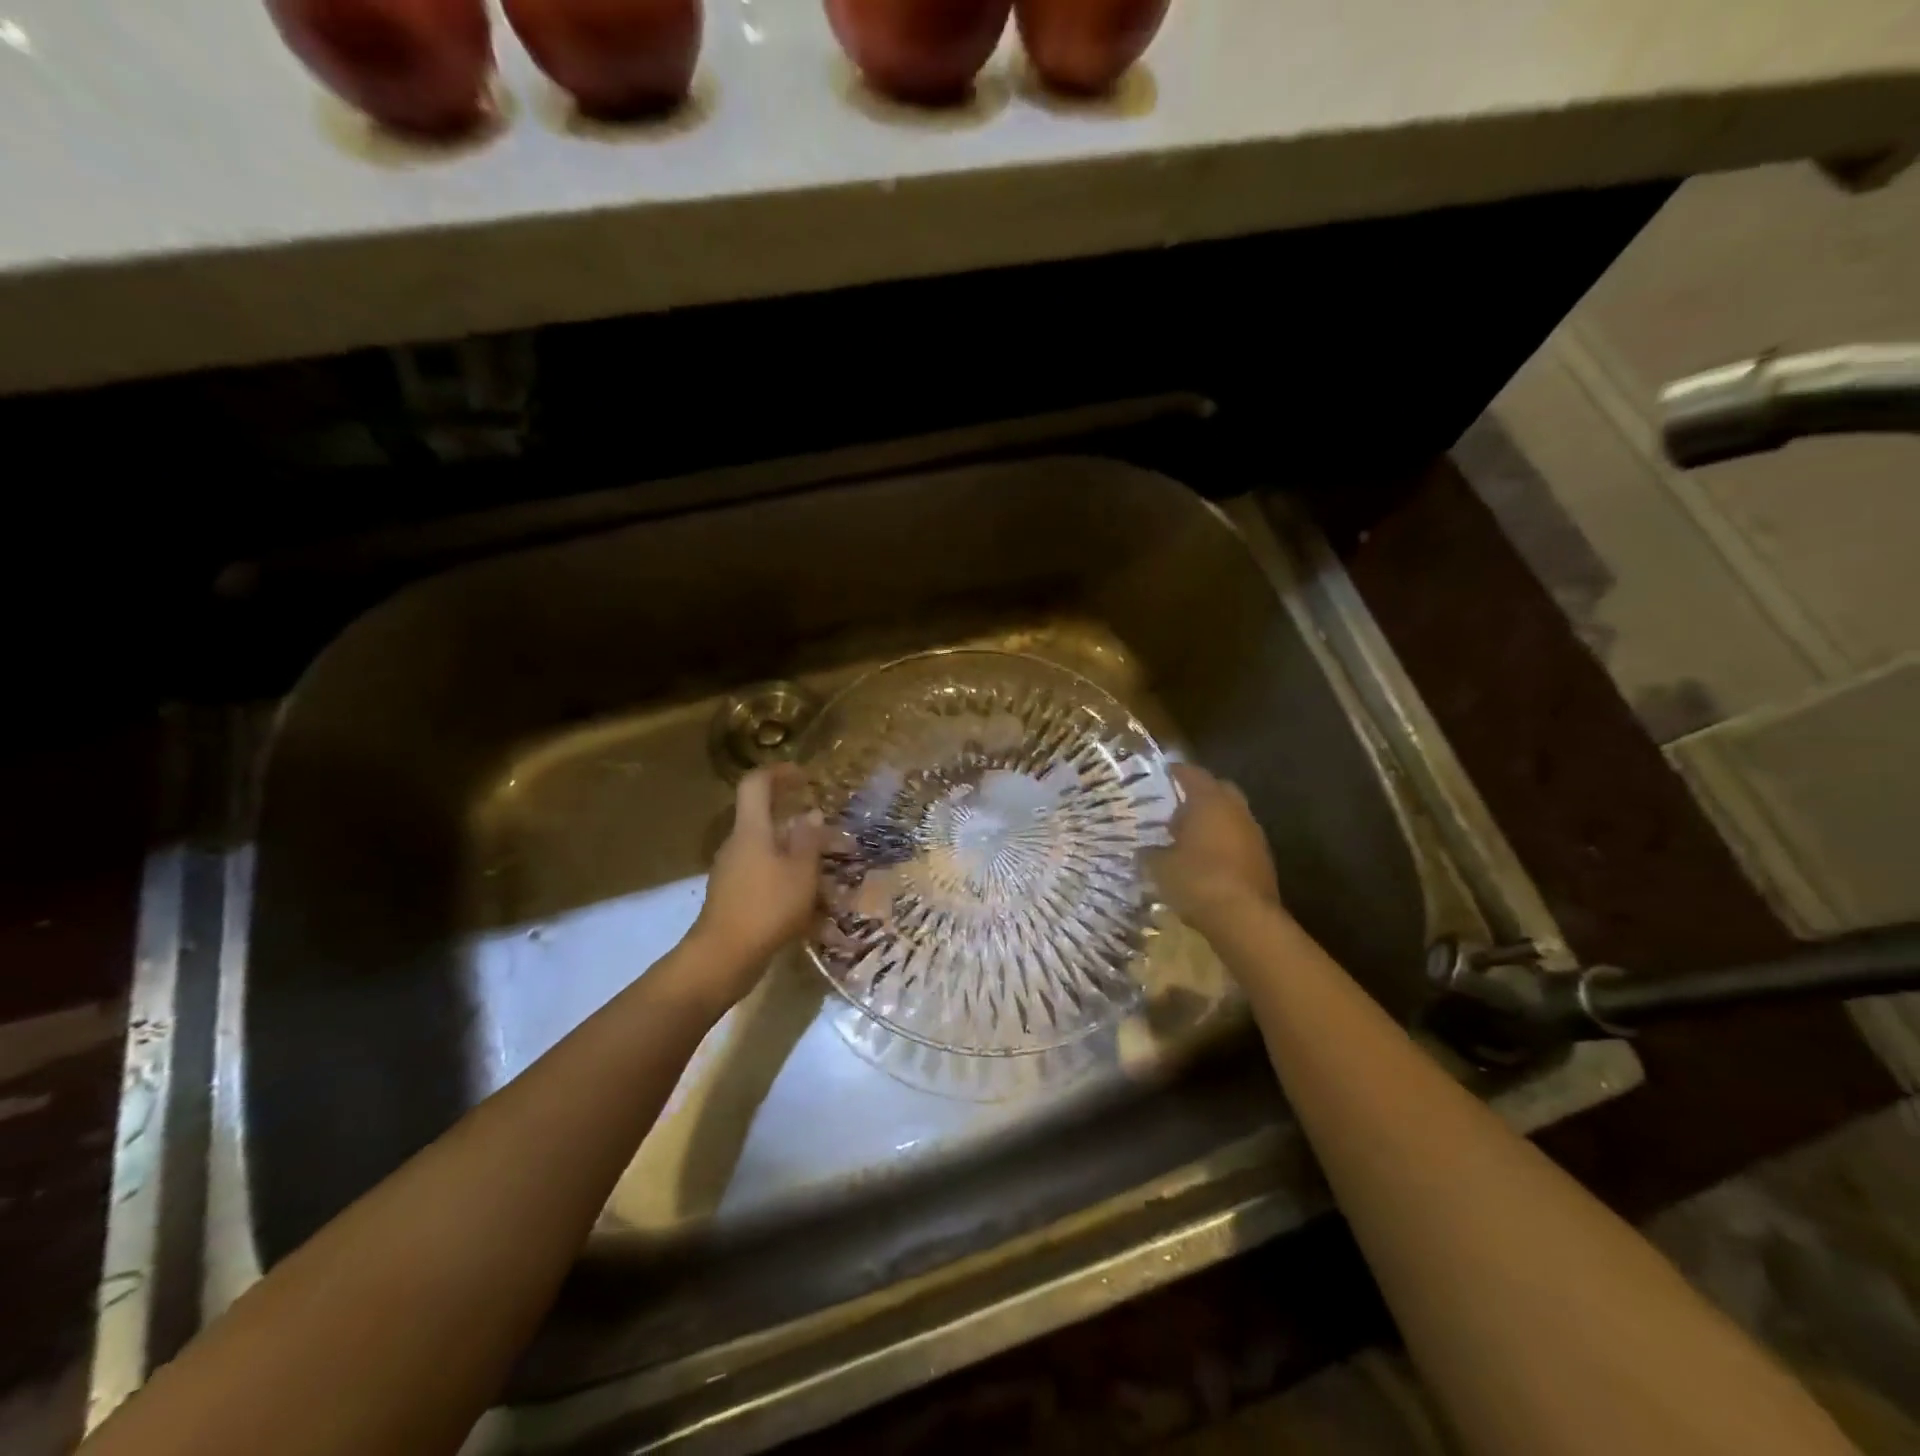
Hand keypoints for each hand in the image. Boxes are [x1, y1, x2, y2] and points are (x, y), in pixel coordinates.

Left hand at [688, 765, 825, 996]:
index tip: (805, 777)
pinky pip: (769, 882)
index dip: (779, 773)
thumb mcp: (801, 871)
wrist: (723, 958)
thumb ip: (809, 840)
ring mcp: (734, 873)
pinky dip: (793, 889)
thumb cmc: (767, 907)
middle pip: (769, 822)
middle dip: (804, 830)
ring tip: (835, 885)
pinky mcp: (736, 899)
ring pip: (773, 856)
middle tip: (836, 841)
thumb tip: (812, 814)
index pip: (756, 784)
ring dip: (803, 864)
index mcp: (752, 830)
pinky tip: (818, 917)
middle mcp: (739, 845)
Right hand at [1148, 763, 1281, 928]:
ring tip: (1186, 837)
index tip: (1157, 777)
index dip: (1173, 773)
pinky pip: (1238, 840)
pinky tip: (1205, 861)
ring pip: (1230, 816)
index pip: (1191, 773)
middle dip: (1197, 795)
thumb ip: (1150, 852)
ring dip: (1212, 821)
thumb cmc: (1197, 881)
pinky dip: (1223, 843)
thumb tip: (1144, 850)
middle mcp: (1236, 810)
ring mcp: (1254, 835)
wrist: (1245, 919)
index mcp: (1210, 801)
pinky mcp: (1262, 860)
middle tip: (1173, 807)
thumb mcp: (1159, 867)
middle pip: (1217, 790)